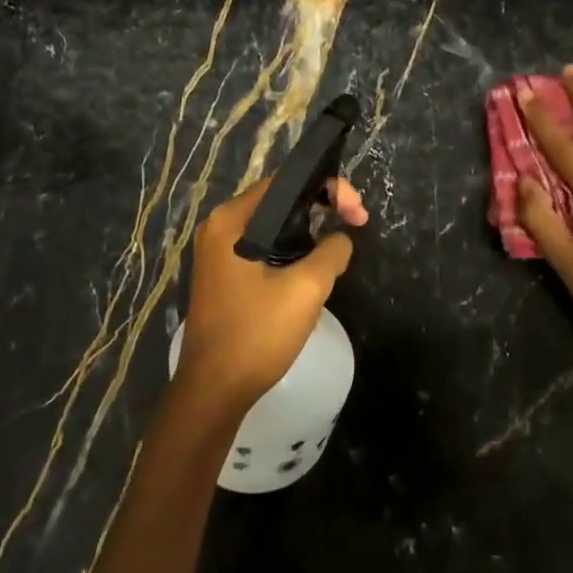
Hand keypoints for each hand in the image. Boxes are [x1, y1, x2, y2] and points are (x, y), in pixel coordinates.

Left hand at [176, 176, 368, 409]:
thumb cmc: (256, 334)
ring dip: (308, 233)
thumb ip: (331, 252)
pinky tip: (312, 271)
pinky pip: (264, 250)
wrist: (214, 390)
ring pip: (274, 228)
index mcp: (231, 221)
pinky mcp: (225, 277)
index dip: (328, 188)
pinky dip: (291, 252)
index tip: (357, 213)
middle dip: (321, 209)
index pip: (285, 182)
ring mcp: (219, 255)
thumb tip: (341, 239)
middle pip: (279, 202)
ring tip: (338, 250)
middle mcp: (220, 229)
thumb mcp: (306, 289)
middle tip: (355, 225)